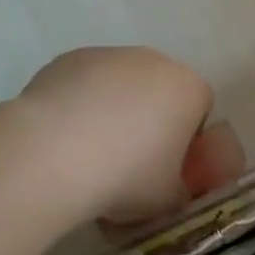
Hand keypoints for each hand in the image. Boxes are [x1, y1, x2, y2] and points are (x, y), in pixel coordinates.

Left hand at [16, 47, 217, 225]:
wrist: (55, 152)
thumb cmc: (126, 176)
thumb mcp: (167, 200)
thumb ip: (178, 188)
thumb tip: (169, 186)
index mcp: (188, 89)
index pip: (199, 110)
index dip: (185, 140)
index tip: (165, 169)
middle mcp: (154, 61)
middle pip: (160, 90)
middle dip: (149, 119)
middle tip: (128, 161)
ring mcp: (111, 54)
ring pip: (120, 83)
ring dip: (113, 108)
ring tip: (88, 152)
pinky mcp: (72, 57)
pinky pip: (85, 82)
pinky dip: (79, 103)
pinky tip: (62, 136)